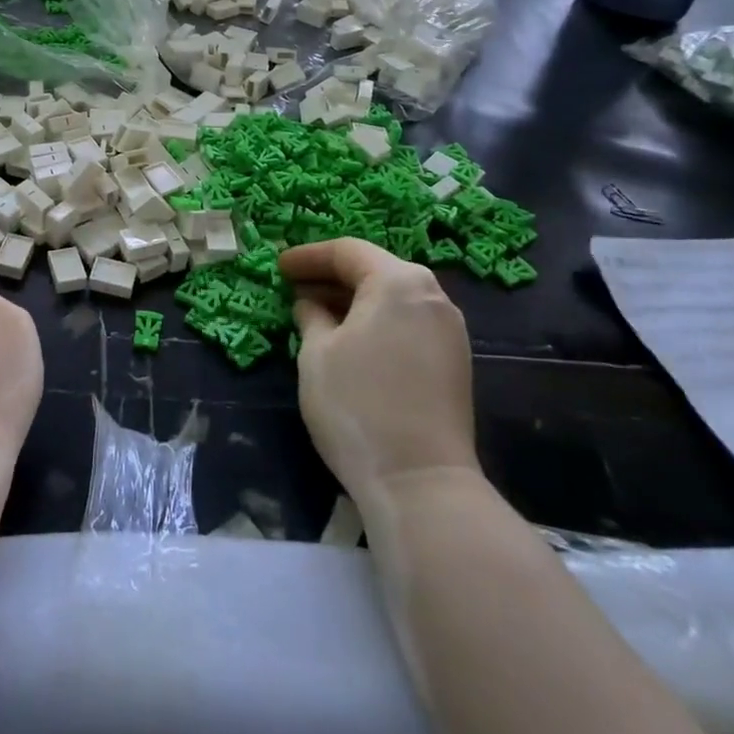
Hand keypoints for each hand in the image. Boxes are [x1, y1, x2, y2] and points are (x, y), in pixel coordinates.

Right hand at [281, 238, 478, 500]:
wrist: (420, 482)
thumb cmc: (358, 404)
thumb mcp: (317, 353)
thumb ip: (310, 316)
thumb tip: (309, 304)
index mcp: (398, 282)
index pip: (347, 251)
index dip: (308, 256)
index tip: (279, 267)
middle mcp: (432, 296)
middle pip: (375, 270)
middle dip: (331, 277)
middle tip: (293, 289)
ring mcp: (449, 331)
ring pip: (393, 298)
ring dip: (353, 301)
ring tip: (315, 315)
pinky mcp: (454, 363)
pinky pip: (407, 323)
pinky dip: (375, 322)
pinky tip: (349, 341)